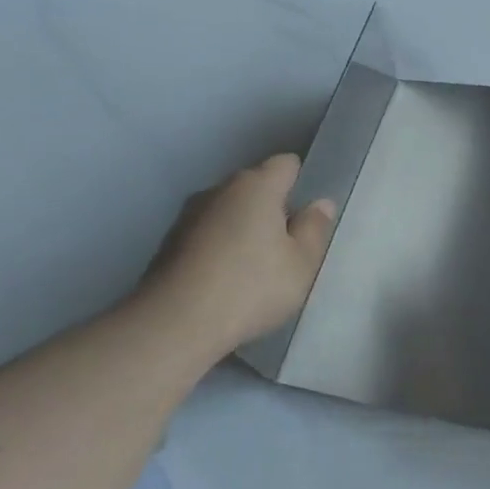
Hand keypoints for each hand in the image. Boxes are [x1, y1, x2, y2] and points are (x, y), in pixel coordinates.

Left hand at [140, 154, 335, 361]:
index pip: (286, 164)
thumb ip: (314, 228)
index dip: (302, 182)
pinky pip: (208, 235)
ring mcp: (188, 216)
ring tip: (258, 268)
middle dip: (274, 209)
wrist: (174, 324)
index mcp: (256, 186)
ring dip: (245, 229)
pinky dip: (221, 249)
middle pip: (256, 187)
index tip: (310, 214)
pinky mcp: (168, 244)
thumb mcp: (302, 263)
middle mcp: (219, 190)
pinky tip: (228, 281)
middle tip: (290, 246)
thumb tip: (320, 203)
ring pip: (229, 212)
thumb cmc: (251, 287)